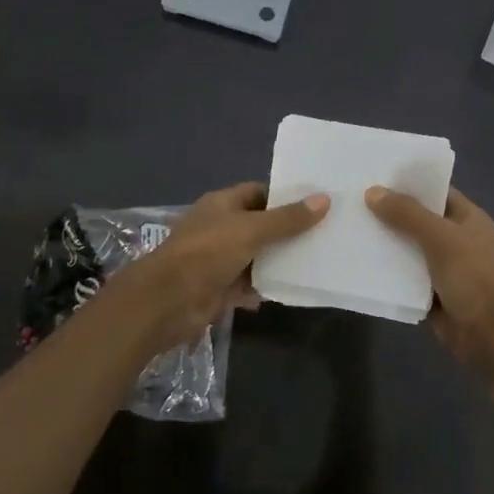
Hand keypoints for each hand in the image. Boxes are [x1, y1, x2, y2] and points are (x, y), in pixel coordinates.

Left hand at [112, 182, 327, 353]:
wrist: (169, 300)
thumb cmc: (208, 253)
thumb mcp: (251, 230)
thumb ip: (288, 219)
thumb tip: (324, 199)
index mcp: (222, 204)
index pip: (258, 192)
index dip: (285, 196)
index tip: (316, 203)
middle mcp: (220, 228)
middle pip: (260, 225)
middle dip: (288, 230)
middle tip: (325, 232)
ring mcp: (219, 259)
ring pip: (257, 256)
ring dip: (280, 260)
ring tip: (318, 258)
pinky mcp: (221, 288)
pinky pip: (250, 284)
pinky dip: (268, 285)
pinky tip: (295, 287)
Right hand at [365, 186, 493, 367]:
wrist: (487, 333)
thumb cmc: (471, 276)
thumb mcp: (440, 237)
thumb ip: (407, 213)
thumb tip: (372, 192)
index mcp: (468, 218)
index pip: (436, 192)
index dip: (409, 183)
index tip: (375, 175)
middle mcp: (456, 239)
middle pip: (418, 219)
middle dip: (390, 212)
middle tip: (353, 201)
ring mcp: (443, 267)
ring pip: (408, 248)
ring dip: (385, 242)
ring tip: (349, 227)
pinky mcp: (430, 292)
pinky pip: (404, 275)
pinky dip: (386, 270)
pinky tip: (358, 261)